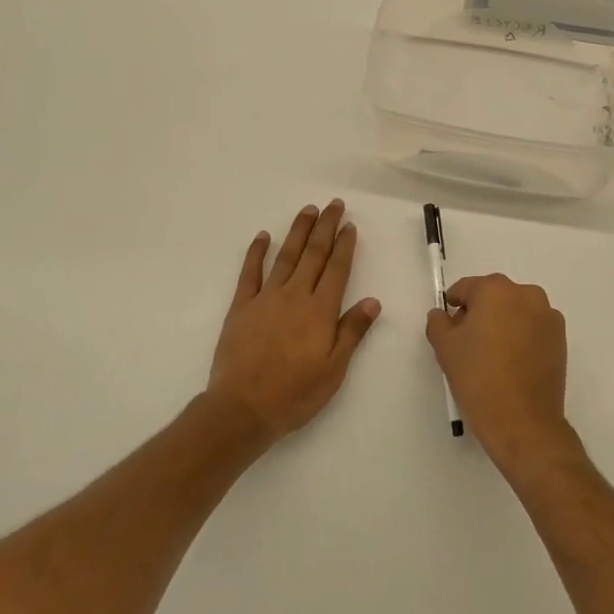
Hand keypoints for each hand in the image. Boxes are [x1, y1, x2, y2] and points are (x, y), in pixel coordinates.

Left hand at [204, 200, 379, 444]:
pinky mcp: (241, 307)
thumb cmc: (294, 394)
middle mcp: (295, 295)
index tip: (349, 225)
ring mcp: (266, 298)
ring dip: (298, 231)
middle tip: (334, 204)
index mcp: (320, 311)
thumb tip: (373, 301)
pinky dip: (257, 252)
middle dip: (325, 227)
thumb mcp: (334, 370)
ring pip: (286, 256)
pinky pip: (250, 272)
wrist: (242, 408)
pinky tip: (263, 236)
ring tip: (308, 210)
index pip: (337, 269)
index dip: (344, 245)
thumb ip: (352, 332)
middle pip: (314, 254)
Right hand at [426, 275, 577, 476]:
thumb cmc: (478, 378)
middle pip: (494, 296)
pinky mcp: (561, 338)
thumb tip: (442, 314)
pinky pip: (533, 328)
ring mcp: (548, 315)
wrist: (522, 421)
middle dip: (480, 313)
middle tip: (468, 343)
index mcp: (496, 289)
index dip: (454, 306)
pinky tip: (512, 363)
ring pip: (515, 311)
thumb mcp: (445, 347)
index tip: (449, 327)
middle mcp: (526, 294)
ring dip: (503, 323)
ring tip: (492, 355)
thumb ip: (438, 322)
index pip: (466, 288)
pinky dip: (522, 337)